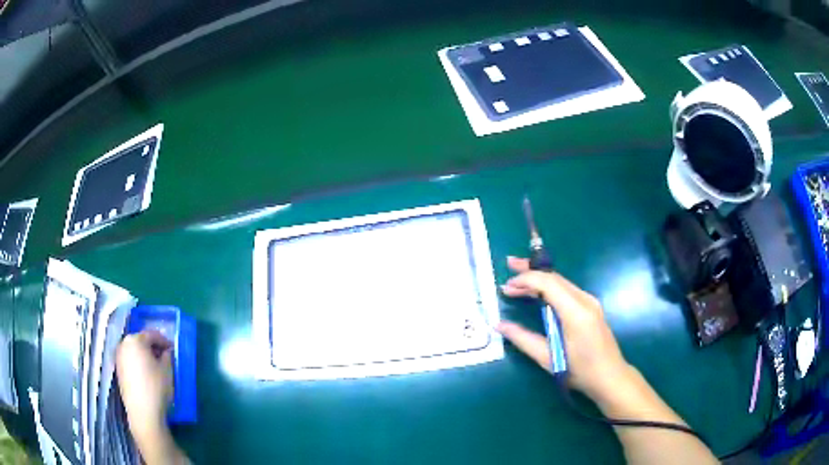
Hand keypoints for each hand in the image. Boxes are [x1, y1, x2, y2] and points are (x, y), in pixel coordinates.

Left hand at [116, 330, 173, 443]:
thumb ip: (167, 356)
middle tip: (165, 357)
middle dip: (153, 347)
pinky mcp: (118, 371)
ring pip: (134, 351)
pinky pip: (130, 361)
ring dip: (145, 356)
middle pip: (140, 341)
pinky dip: (138, 364)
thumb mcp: (167, 370)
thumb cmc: (156, 387)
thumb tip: (166, 352)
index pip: (152, 334)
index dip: (164, 340)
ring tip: (156, 367)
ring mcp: (119, 358)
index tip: (172, 349)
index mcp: (135, 340)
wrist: (143, 412)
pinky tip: (147, 375)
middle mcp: (123, 344)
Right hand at [497, 257, 632, 401]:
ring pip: (561, 282)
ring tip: (517, 282)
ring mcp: (590, 302)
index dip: (526, 279)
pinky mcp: (591, 307)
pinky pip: (567, 290)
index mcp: (575, 312)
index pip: (548, 283)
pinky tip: (537, 294)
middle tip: (509, 264)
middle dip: (531, 270)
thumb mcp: (548, 359)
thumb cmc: (580, 371)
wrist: (610, 377)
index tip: (507, 286)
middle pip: (555, 277)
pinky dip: (549, 288)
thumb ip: (523, 339)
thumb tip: (499, 325)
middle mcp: (585, 300)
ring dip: (539, 280)